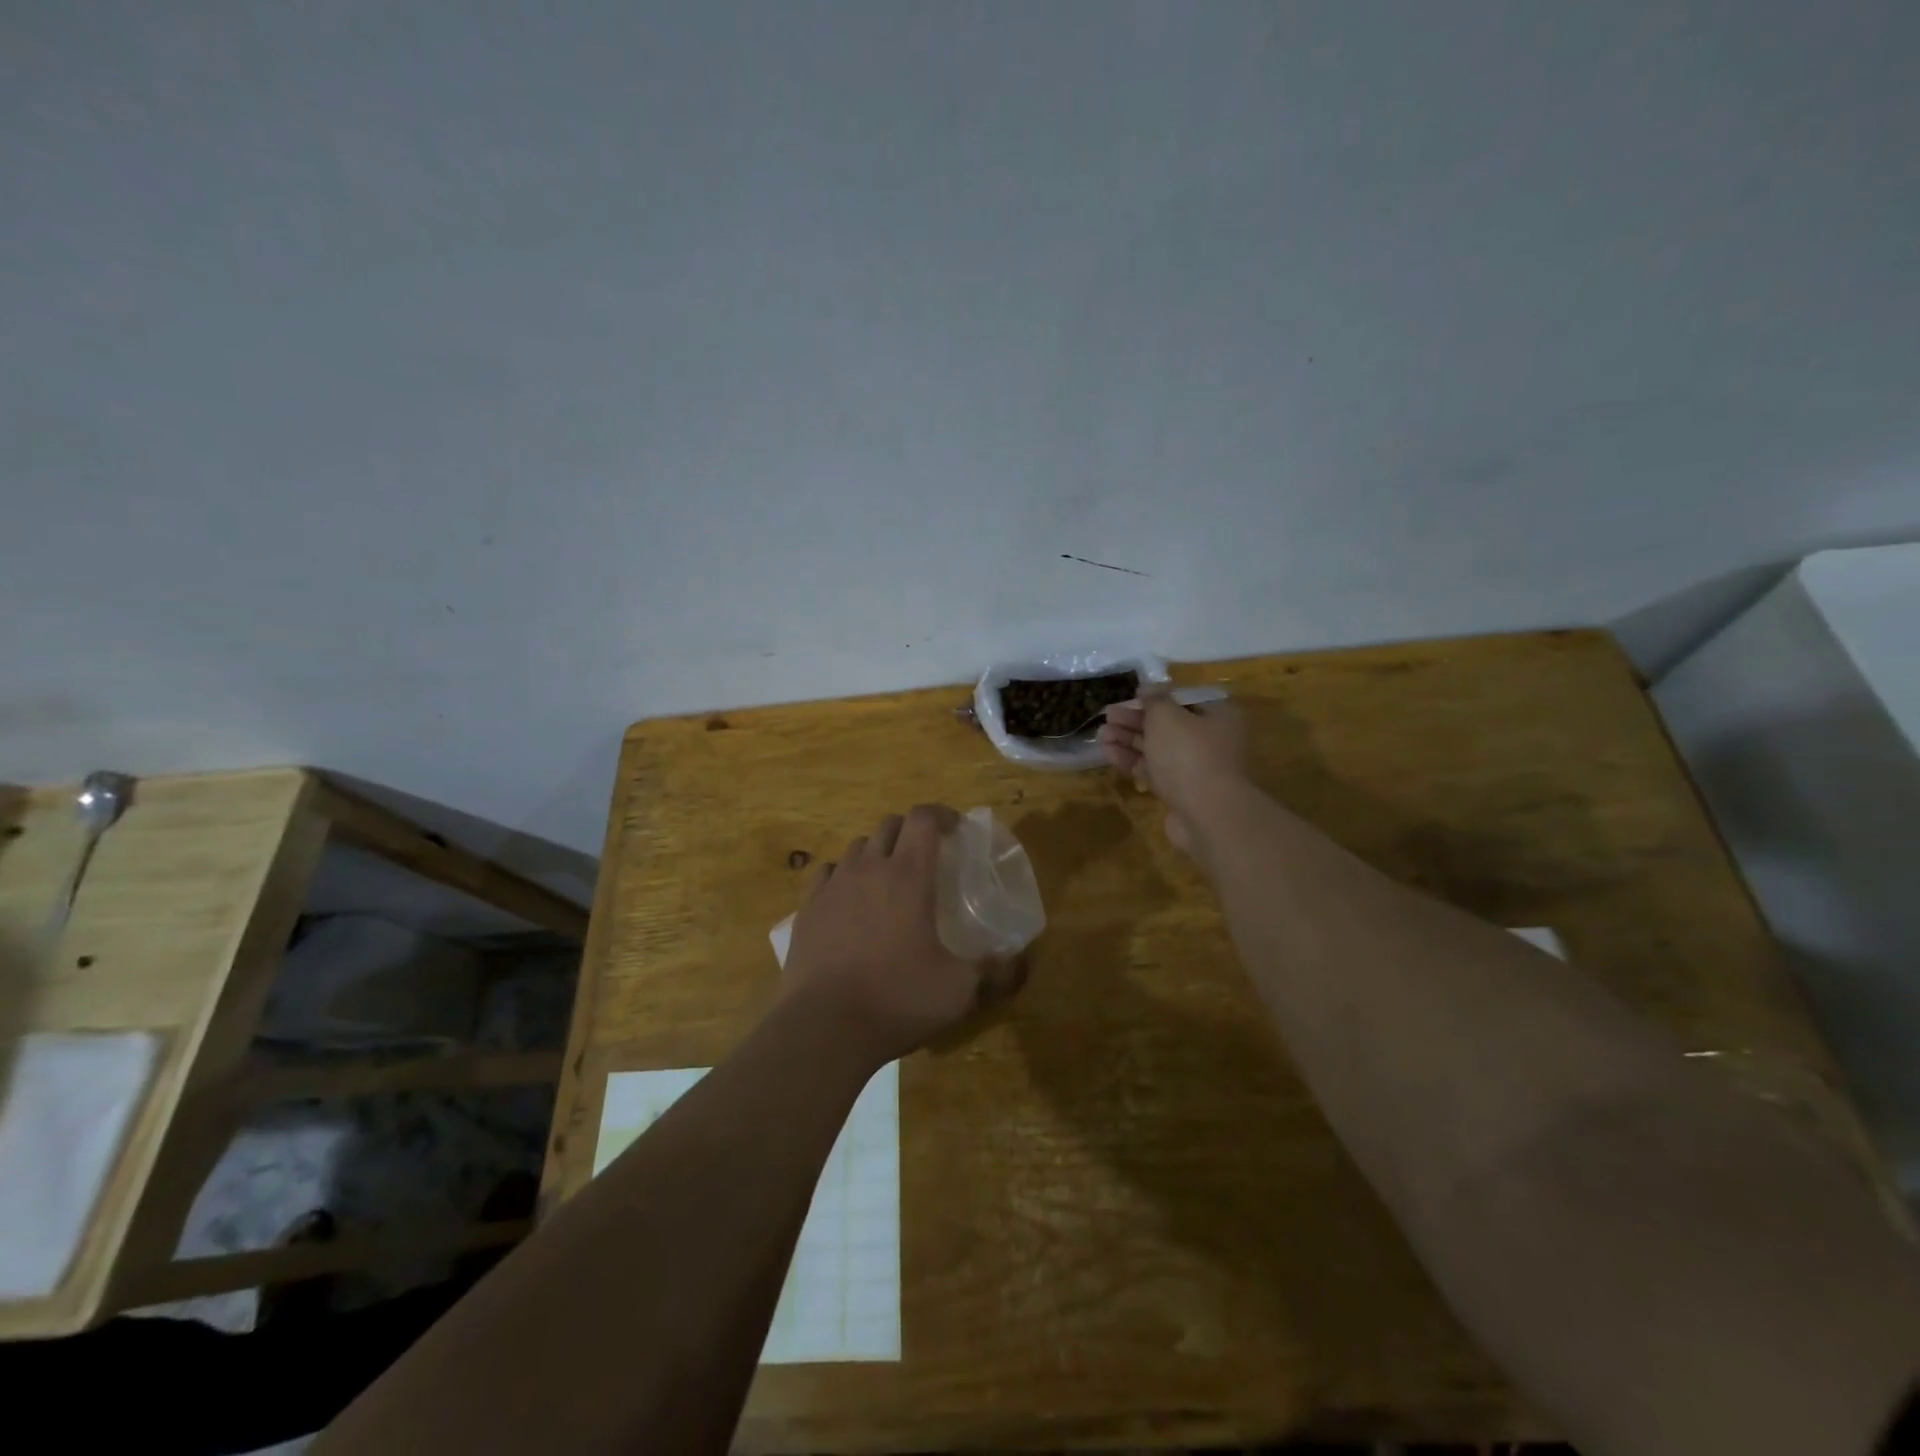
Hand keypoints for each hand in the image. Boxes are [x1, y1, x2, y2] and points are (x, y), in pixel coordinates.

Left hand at [783, 804, 1025, 1066]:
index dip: (941, 815)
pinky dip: (844, 876)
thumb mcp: (958, 990)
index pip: (923, 818)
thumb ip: (993, 971)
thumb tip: (1017, 962)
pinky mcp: (807, 908)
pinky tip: (850, 901)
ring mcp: (833, 885)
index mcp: (908, 875)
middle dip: (910, 830)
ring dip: (877, 852)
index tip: (955, 828)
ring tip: (888, 879)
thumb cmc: (898, 998)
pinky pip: (828, 873)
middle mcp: (869, 868)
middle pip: (889, 825)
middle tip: (925, 855)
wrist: (824, 1026)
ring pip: (857, 847)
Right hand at [1098, 691, 1252, 854]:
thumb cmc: (1189, 755)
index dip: (1154, 698)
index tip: (1129, 698)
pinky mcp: (1182, 793)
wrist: (1207, 815)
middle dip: (1135, 721)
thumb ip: (1155, 699)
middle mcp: (1212, 741)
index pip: (1183, 701)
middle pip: (1169, 726)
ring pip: (1159, 750)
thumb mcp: (1167, 717)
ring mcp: (1198, 770)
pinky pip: (1155, 772)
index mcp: (1219, 716)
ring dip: (1129, 741)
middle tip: (1107, 716)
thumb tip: (1148, 687)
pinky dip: (1133, 762)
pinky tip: (1109, 754)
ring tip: (1101, 735)